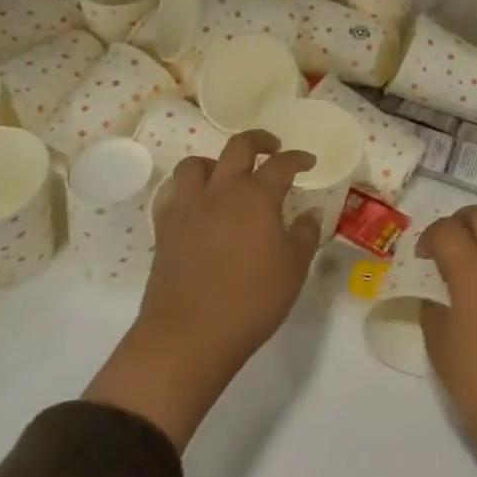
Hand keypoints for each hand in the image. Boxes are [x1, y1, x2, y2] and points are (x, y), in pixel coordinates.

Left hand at [140, 129, 320, 361]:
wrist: (188, 335)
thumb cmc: (251, 301)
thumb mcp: (293, 269)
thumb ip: (305, 234)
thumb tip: (310, 211)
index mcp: (257, 197)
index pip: (281, 164)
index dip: (298, 158)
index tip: (308, 162)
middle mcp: (222, 190)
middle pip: (238, 147)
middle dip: (259, 141)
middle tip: (272, 148)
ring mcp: (189, 206)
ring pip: (197, 163)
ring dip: (216, 161)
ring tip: (227, 175)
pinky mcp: (165, 226)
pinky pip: (175, 192)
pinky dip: (189, 189)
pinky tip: (199, 205)